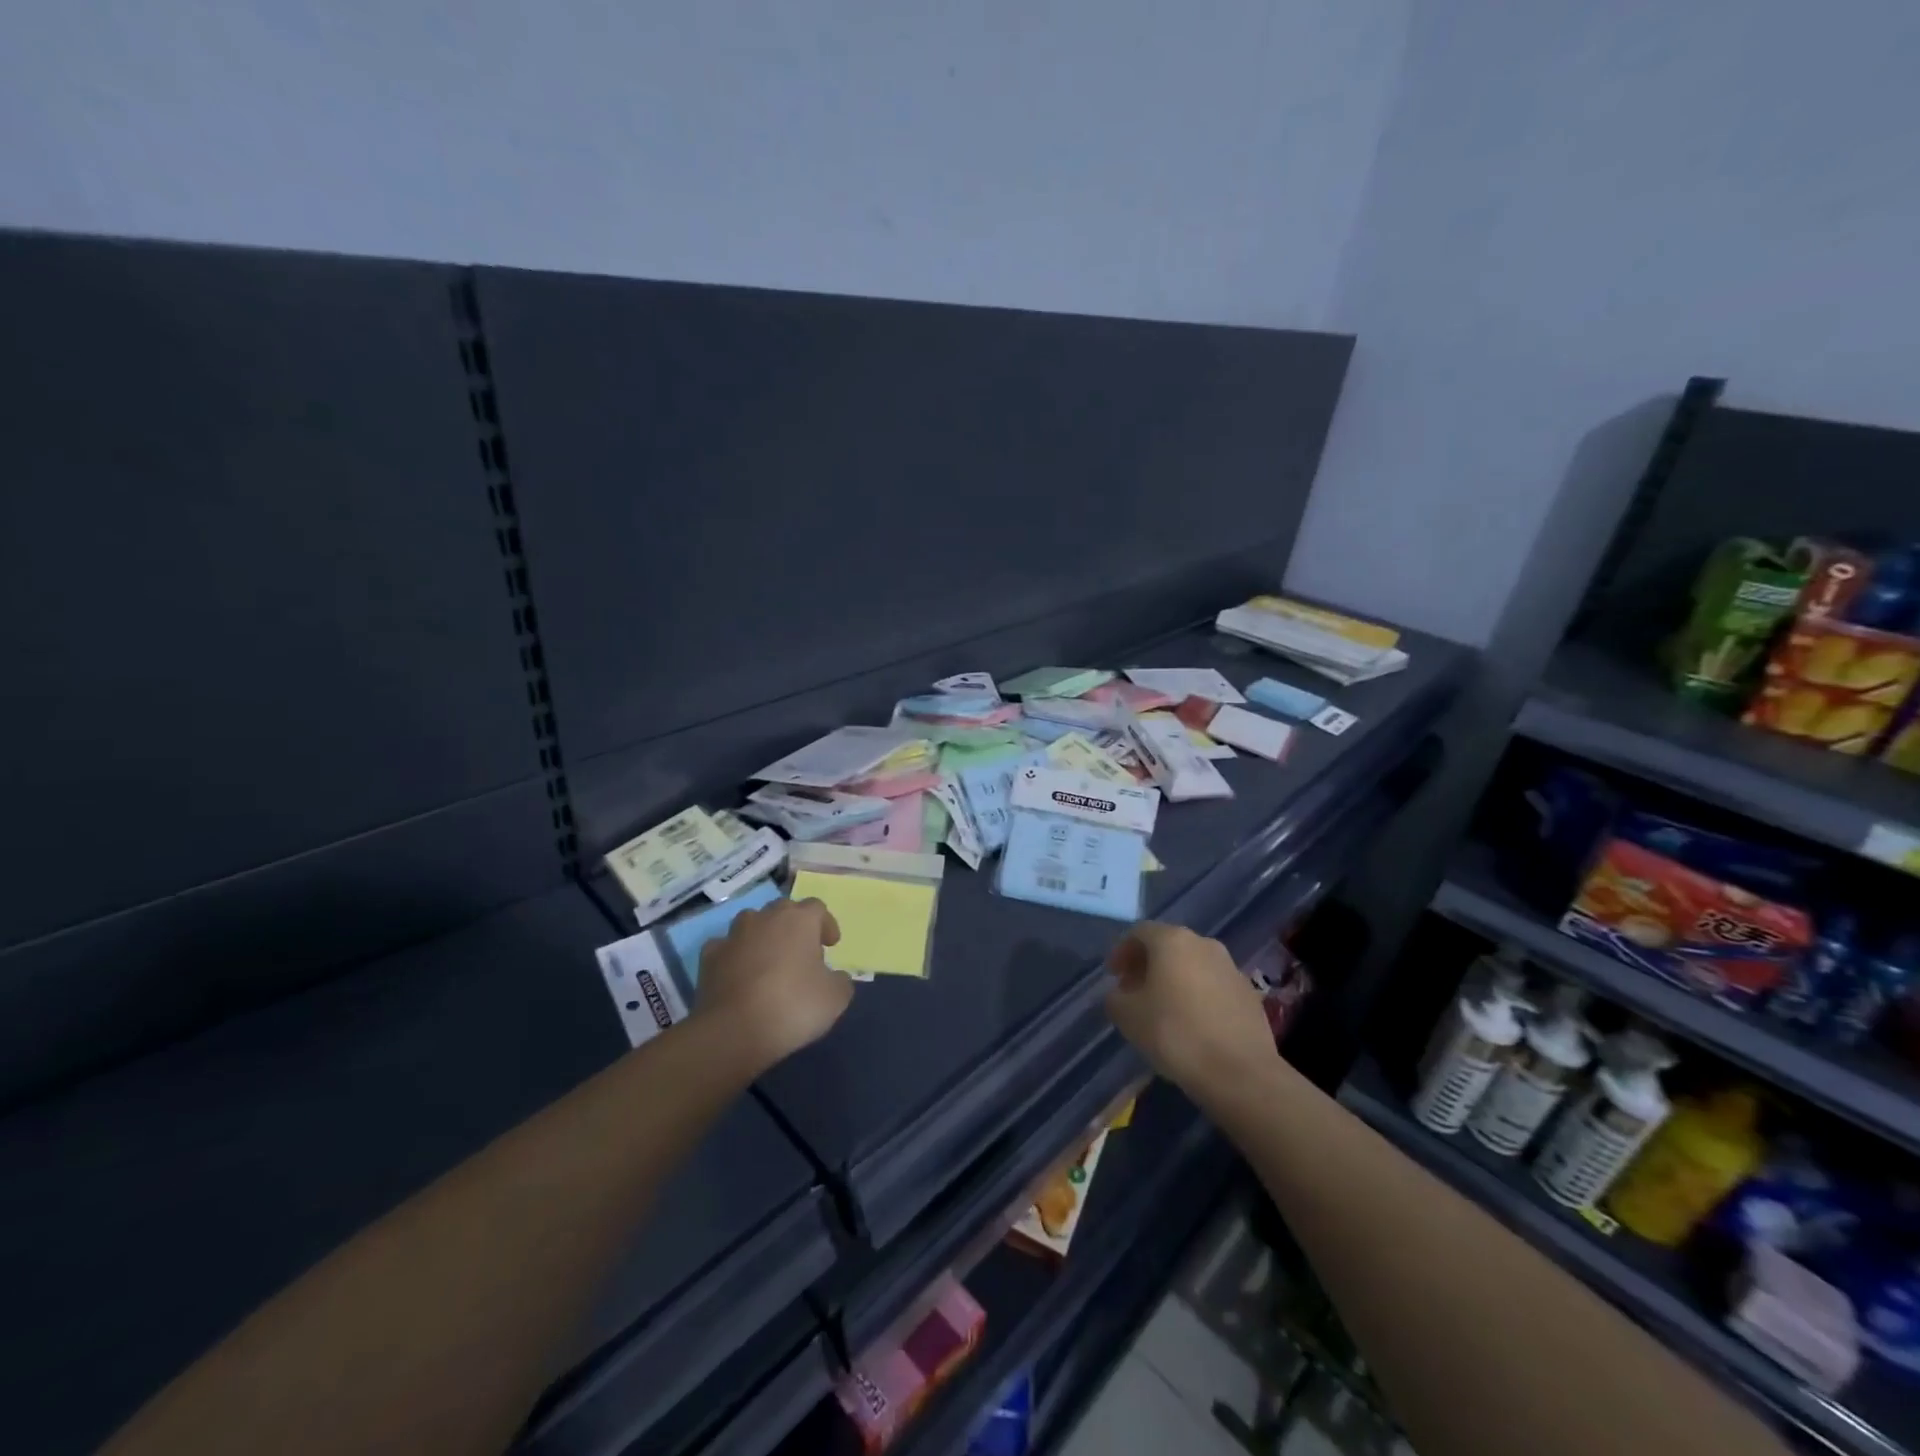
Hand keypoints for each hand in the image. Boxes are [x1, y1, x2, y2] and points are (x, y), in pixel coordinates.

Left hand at [696, 898, 852, 1070]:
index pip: (817, 908)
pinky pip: (726, 947)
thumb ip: (840, 981)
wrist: (733, 1031)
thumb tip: (835, 977)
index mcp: (799, 920)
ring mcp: (734, 935)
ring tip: (769, 960)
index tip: (831, 945)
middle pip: (783, 910)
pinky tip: (739, 974)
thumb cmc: (793, 1006)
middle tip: (802, 952)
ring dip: (762, 936)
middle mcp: (765, 918)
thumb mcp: (835, 999)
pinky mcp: (709, 956)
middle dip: (794, 927)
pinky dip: (734, 955)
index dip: (826, 924)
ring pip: (752, 923)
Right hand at [1105, 922, 1277, 1100]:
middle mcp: (1204, 944)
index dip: (1122, 951)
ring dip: (1174, 979)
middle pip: (1168, 946)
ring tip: (1163, 1009)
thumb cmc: (1175, 1034)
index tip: (1113, 976)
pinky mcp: (1249, 994)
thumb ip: (1116, 997)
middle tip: (1134, 991)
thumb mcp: (1127, 1016)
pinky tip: (1192, 1024)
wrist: (1240, 1073)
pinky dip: (1198, 995)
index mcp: (1172, 941)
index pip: (1139, 933)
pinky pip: (1214, 985)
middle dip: (1148, 965)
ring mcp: (1231, 968)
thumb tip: (1121, 994)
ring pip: (1193, 965)